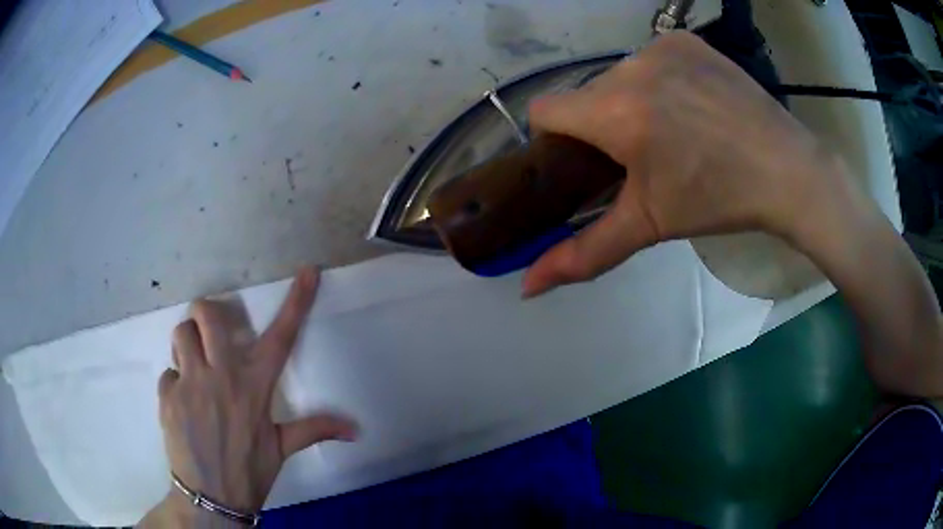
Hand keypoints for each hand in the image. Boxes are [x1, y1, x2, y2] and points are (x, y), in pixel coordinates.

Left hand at [156, 268, 356, 515]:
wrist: (211, 498)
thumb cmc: (249, 472)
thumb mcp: (281, 449)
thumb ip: (314, 430)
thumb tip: (355, 430)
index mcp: (255, 388)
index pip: (281, 337)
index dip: (297, 302)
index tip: (307, 272)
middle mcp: (222, 377)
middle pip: (207, 316)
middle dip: (207, 313)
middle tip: (209, 334)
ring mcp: (191, 384)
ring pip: (181, 335)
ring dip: (186, 346)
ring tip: (192, 369)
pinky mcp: (168, 396)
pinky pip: (168, 374)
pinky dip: (175, 384)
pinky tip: (182, 406)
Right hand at [522, 31, 849, 297]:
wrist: (788, 171)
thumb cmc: (719, 199)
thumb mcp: (650, 225)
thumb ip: (585, 254)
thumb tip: (529, 287)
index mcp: (616, 112)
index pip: (545, 111)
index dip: (556, 140)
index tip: (587, 163)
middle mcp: (631, 66)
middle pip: (586, 95)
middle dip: (600, 124)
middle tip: (641, 155)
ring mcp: (661, 47)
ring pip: (618, 75)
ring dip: (630, 100)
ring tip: (673, 130)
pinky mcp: (686, 40)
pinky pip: (651, 58)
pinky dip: (659, 79)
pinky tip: (690, 103)